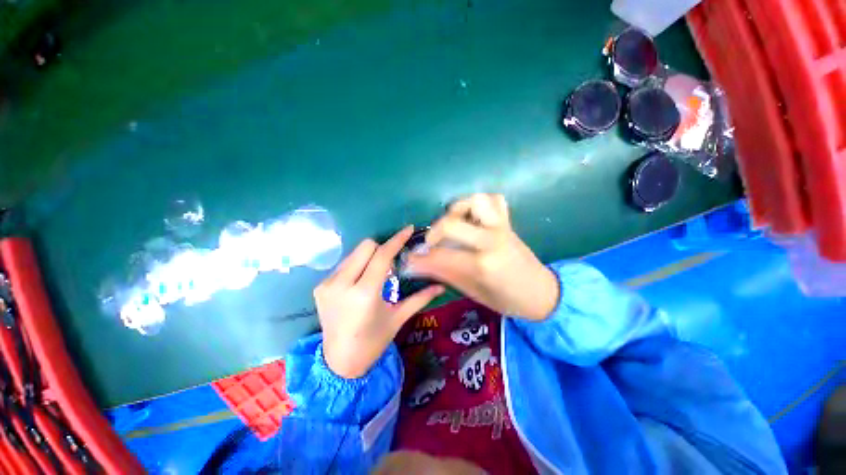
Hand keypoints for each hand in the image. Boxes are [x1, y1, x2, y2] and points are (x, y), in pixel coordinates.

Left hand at [315, 226, 444, 378]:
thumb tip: (441, 286)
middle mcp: (342, 284)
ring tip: (375, 274)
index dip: (396, 240)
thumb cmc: (373, 341)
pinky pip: (344, 264)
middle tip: (390, 263)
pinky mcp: (320, 286)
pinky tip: (361, 282)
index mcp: (364, 294)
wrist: (339, 362)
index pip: (382, 256)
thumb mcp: (398, 318)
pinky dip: (357, 266)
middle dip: (382, 249)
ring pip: (354, 253)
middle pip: (366, 246)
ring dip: (369, 257)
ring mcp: (328, 284)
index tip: (408, 229)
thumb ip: (420, 298)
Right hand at [407, 194, 558, 319]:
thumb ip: (444, 273)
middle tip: (432, 243)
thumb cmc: (506, 299)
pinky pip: (494, 200)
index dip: (420, 258)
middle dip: (434, 232)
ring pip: (476, 201)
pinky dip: (479, 204)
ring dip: (458, 209)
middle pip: (452, 223)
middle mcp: (491, 240)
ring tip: (453, 223)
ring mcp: (501, 227)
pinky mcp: (507, 222)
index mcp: (483, 264)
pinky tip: (472, 218)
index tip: (408, 259)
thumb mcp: (472, 291)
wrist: (541, 292)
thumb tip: (416, 265)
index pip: (441, 255)